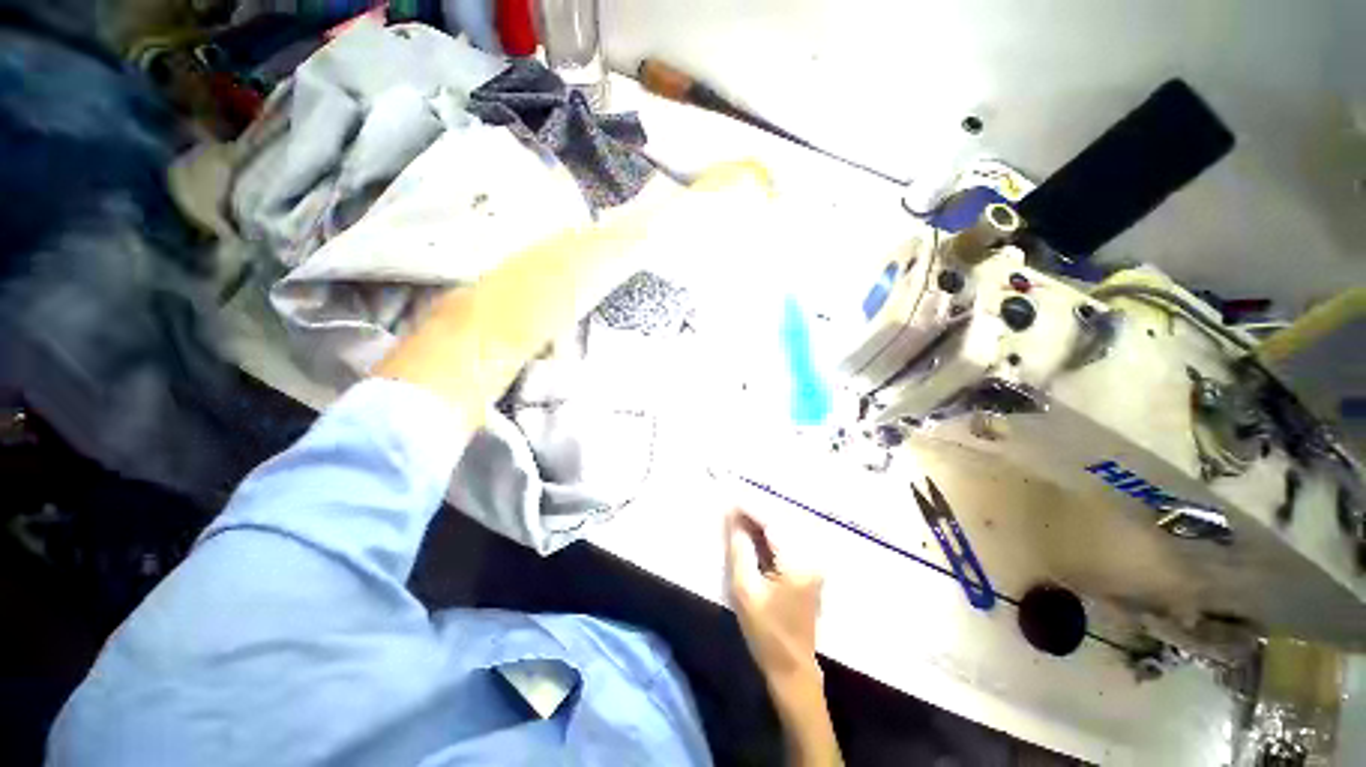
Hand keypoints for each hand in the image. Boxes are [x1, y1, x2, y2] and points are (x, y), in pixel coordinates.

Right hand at [725, 508, 823, 679]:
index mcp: (797, 563)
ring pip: (785, 527)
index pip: (772, 523)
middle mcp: (812, 556)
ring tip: (738, 516)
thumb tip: (732, 518)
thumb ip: (739, 549)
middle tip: (732, 506)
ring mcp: (814, 561)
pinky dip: (769, 533)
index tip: (730, 498)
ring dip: (761, 520)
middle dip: (755, 511)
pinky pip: (787, 539)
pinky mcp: (810, 565)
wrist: (791, 666)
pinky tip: (752, 532)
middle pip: (781, 520)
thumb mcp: (744, 590)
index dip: (751, 508)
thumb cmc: (765, 632)